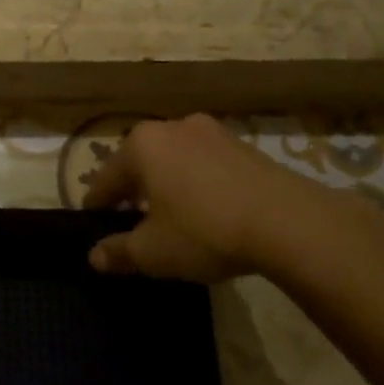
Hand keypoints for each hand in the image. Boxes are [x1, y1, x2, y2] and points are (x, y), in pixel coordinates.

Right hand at [81, 114, 333, 282]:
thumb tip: (94, 256)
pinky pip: (205, 165)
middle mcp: (171, 127)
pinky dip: (198, 185)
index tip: (94, 226)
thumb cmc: (204, 231)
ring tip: (173, 219)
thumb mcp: (153, 252)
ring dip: (167, 187)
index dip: (97, 207)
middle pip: (140, 164)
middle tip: (133, 225)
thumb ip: (118, 252)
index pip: (105, 180)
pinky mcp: (243, 145)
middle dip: (134, 194)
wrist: (289, 222)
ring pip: (174, 162)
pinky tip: (208, 212)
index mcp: (141, 145)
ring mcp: (211, 132)